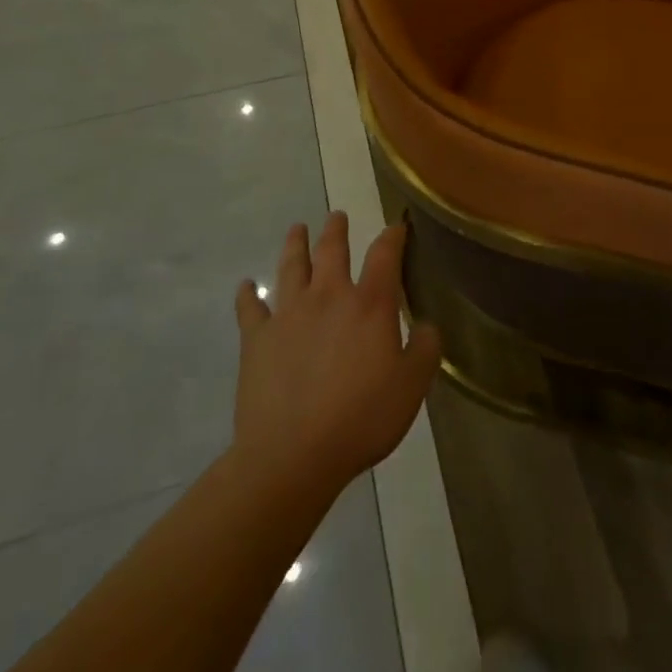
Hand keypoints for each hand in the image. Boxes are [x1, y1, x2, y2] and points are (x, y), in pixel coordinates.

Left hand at [233, 212, 440, 499]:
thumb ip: (426, 348)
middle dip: (336, 230)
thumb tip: (427, 325)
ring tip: (296, 229)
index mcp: (369, 304)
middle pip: (332, 250)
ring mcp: (288, 314)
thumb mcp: (412, 386)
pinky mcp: (257, 340)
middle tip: (337, 216)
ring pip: (291, 267)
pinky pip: (250, 309)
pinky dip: (247, 295)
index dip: (393, 236)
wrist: (293, 455)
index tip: (397, 226)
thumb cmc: (361, 418)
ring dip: (295, 245)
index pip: (384, 255)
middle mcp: (328, 296)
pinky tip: (245, 286)